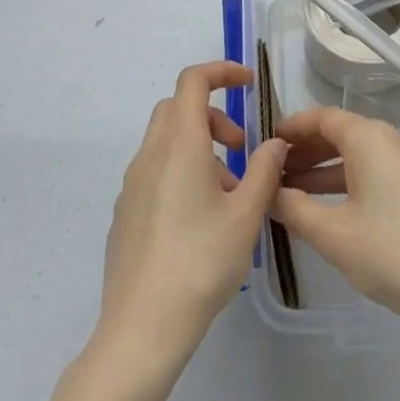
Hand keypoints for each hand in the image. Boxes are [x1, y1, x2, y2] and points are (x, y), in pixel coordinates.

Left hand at [98, 62, 286, 366]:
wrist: (141, 329)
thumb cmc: (200, 264)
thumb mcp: (246, 216)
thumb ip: (265, 170)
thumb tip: (274, 143)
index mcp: (180, 146)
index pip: (193, 82)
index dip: (221, 71)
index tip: (249, 83)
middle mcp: (150, 156)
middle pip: (177, 108)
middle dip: (213, 114)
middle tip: (241, 148)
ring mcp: (132, 185)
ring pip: (166, 141)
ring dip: (199, 147)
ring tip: (229, 193)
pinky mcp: (125, 212)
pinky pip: (155, 171)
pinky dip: (181, 171)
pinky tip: (200, 219)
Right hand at [271, 106, 399, 340]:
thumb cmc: (392, 254)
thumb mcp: (333, 235)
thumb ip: (294, 208)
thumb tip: (270, 191)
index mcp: (370, 138)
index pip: (323, 117)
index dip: (293, 127)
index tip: (267, 142)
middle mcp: (394, 137)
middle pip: (343, 132)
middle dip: (307, 151)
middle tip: (275, 173)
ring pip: (361, 154)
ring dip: (327, 169)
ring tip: (296, 194)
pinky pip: (379, 169)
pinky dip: (352, 180)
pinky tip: (335, 208)